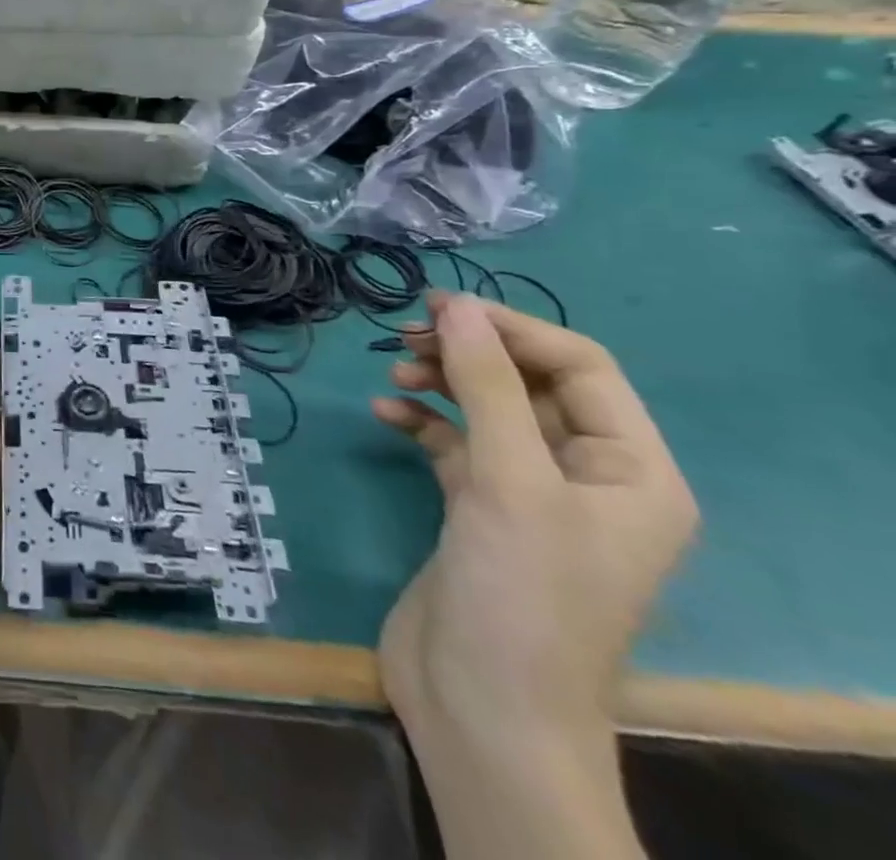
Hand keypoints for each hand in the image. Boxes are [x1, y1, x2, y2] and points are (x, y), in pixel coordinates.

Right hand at [372, 292, 696, 859]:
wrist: (482, 708)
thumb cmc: (520, 592)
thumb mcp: (509, 479)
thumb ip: (485, 386)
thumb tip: (455, 307)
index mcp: (632, 472)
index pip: (580, 367)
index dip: (512, 329)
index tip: (438, 307)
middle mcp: (588, 477)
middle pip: (529, 385)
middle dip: (470, 354)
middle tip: (405, 336)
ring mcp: (530, 496)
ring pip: (488, 411)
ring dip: (441, 383)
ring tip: (393, 373)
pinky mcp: (479, 511)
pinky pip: (454, 444)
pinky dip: (421, 422)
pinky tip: (384, 413)